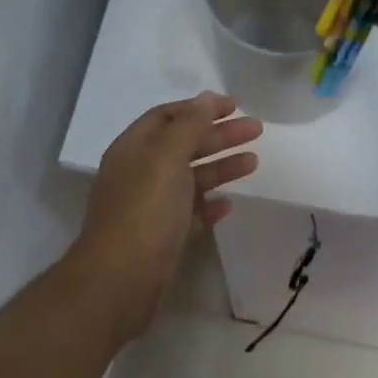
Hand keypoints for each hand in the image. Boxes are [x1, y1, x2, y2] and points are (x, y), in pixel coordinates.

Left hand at [65, 93, 260, 338]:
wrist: (122, 279)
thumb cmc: (145, 211)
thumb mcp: (167, 158)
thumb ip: (189, 126)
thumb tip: (207, 98)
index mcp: (134, 149)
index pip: (167, 117)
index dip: (200, 108)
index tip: (234, 106)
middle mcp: (139, 174)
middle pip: (183, 145)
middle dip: (218, 136)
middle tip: (256, 130)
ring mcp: (150, 207)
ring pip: (190, 179)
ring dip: (220, 167)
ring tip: (253, 163)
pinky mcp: (162, 237)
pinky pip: (190, 213)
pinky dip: (209, 205)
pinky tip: (229, 204)